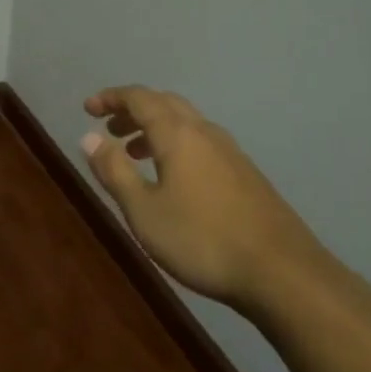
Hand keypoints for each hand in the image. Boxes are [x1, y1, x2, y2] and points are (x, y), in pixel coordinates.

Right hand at [82, 85, 325, 311]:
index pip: (140, 98)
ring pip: (186, 123)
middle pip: (165, 103)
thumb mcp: (143, 210)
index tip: (88, 108)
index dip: (111, 98)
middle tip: (109, 127)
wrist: (282, 273)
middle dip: (133, 110)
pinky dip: (177, 145)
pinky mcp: (246, 175)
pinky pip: (202, 142)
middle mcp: (205, 133)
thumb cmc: (201, 240)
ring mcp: (231, 153)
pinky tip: (172, 178)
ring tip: (134, 153)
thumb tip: (88, 137)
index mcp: (178, 134)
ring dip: (155, 128)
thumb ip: (114, 171)